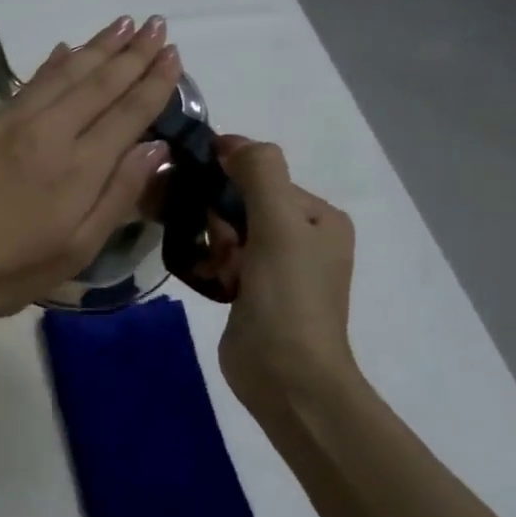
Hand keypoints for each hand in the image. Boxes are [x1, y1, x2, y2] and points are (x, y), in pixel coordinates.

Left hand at [0, 14, 183, 323]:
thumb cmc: (9, 270)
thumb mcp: (76, 250)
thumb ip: (118, 195)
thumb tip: (156, 146)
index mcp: (78, 168)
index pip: (127, 114)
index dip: (154, 83)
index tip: (174, 55)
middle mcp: (49, 134)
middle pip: (97, 84)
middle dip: (131, 53)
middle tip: (157, 25)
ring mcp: (11, 126)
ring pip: (62, 75)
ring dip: (96, 47)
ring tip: (123, 24)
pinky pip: (28, 85)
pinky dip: (52, 65)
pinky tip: (65, 50)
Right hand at [193, 138, 358, 414]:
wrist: (286, 375)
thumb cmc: (287, 296)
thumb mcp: (278, 225)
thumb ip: (259, 174)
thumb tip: (230, 141)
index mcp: (319, 217)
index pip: (262, 177)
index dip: (227, 182)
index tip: (196, 192)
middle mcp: (302, 237)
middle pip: (242, 203)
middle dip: (217, 218)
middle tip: (213, 245)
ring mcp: (277, 267)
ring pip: (228, 232)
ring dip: (210, 242)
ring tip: (209, 265)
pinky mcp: (253, 292)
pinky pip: (222, 260)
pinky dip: (208, 263)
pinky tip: (204, 277)